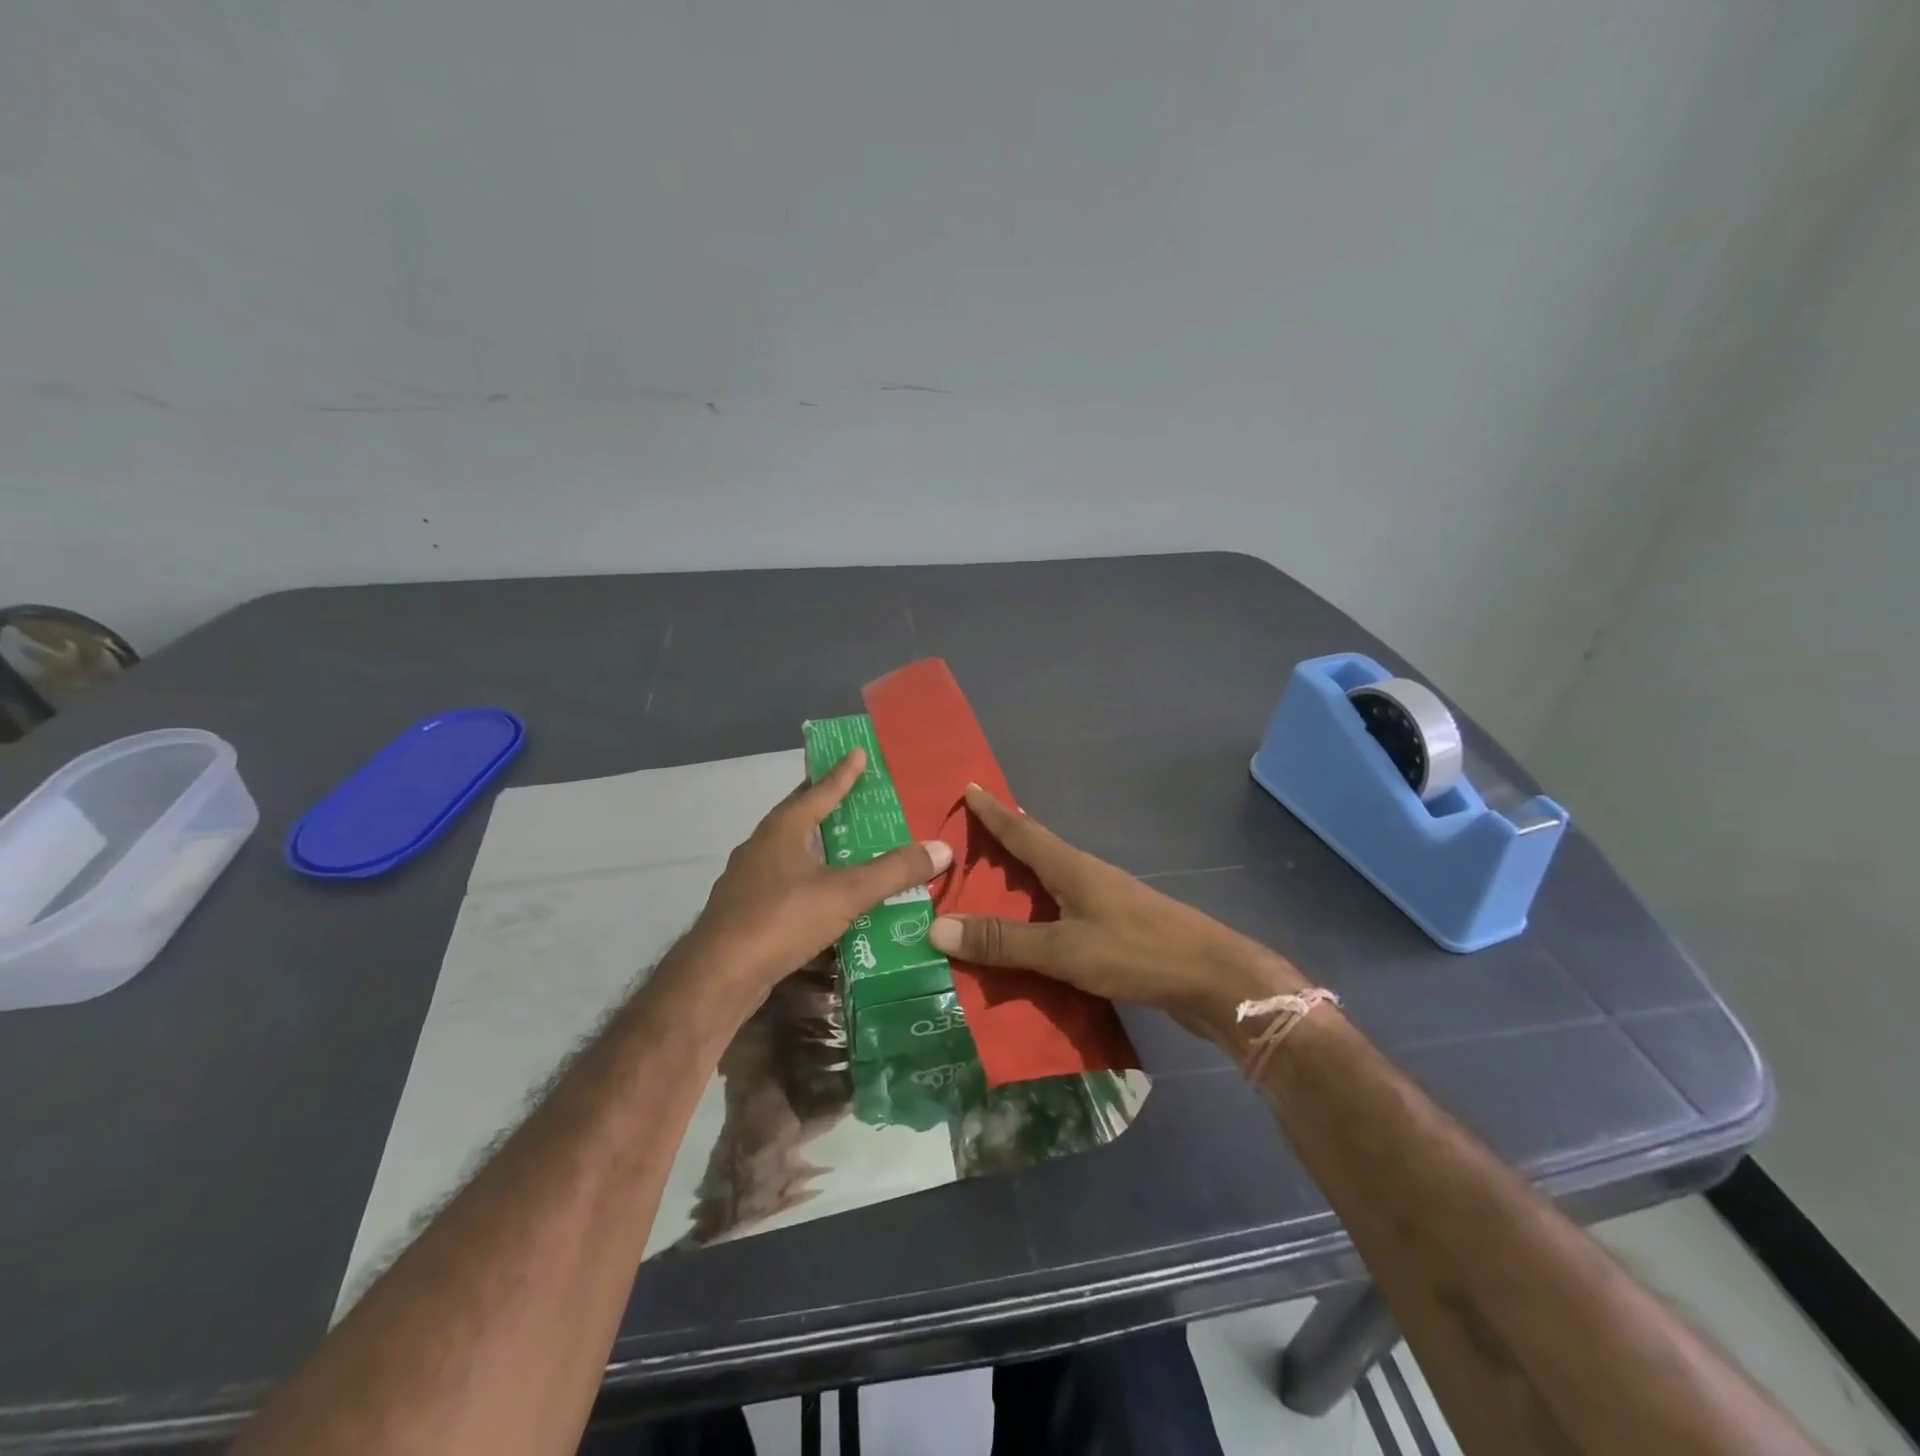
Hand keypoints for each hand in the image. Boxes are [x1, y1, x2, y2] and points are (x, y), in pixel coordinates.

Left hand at [691, 748, 951, 995]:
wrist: (718, 977)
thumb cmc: (781, 919)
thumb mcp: (846, 893)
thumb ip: (893, 871)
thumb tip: (942, 848)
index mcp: (783, 830)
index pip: (819, 791)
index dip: (842, 772)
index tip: (857, 751)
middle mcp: (762, 847)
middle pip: (799, 816)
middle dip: (826, 804)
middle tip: (855, 795)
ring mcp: (749, 880)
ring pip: (790, 852)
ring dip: (817, 845)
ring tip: (847, 846)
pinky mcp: (745, 912)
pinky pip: (785, 884)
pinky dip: (808, 881)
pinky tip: (824, 897)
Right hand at [926, 785, 1304, 1044]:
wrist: (1214, 980)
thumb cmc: (1137, 952)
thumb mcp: (1063, 948)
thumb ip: (1003, 941)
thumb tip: (935, 927)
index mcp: (1071, 867)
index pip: (1022, 831)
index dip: (993, 812)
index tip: (969, 787)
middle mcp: (1086, 875)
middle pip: (1036, 850)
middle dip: (1003, 840)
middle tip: (967, 838)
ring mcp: (1105, 901)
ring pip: (1051, 881)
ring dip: (1021, 877)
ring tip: (991, 883)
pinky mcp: (1117, 929)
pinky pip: (1063, 911)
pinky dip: (1038, 912)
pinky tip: (1031, 931)